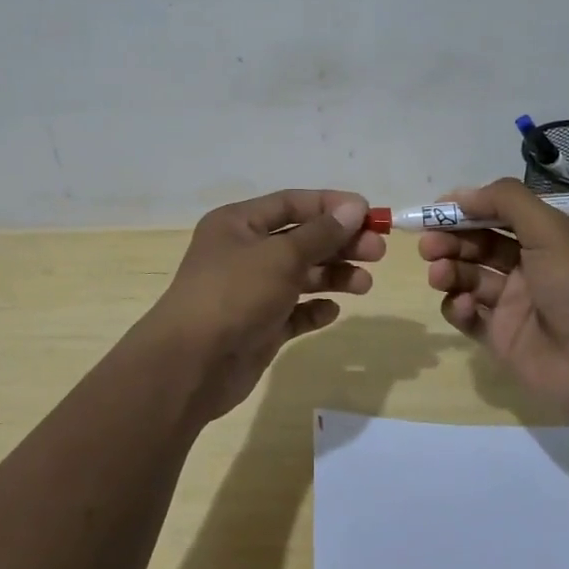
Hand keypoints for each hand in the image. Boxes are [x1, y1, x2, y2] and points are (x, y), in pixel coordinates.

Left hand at [144, 189, 383, 421]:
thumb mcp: (281, 256)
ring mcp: (251, 291)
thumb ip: (321, 233)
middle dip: (340, 243)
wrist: (191, 365)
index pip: (292, 203)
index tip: (369, 213)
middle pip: (301, 239)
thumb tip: (354, 208)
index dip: (331, 206)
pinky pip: (293, 311)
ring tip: (364, 285)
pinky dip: (314, 309)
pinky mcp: (259, 326)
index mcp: (239, 224)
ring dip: (333, 276)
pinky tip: (331, 312)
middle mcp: (244, 252)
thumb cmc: (234, 294)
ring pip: (301, 275)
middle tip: (377, 251)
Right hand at [421, 178, 568, 416]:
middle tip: (429, 244)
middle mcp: (532, 267)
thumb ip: (506, 201)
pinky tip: (463, 306)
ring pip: (470, 277)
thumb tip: (462, 194)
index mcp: (550, 238)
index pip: (501, 215)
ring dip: (449, 270)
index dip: (469, 209)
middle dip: (451, 240)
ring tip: (439, 273)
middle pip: (480, 245)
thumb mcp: (551, 229)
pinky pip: (469, 315)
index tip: (437, 209)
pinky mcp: (502, 337)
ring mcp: (516, 303)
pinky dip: (458, 307)